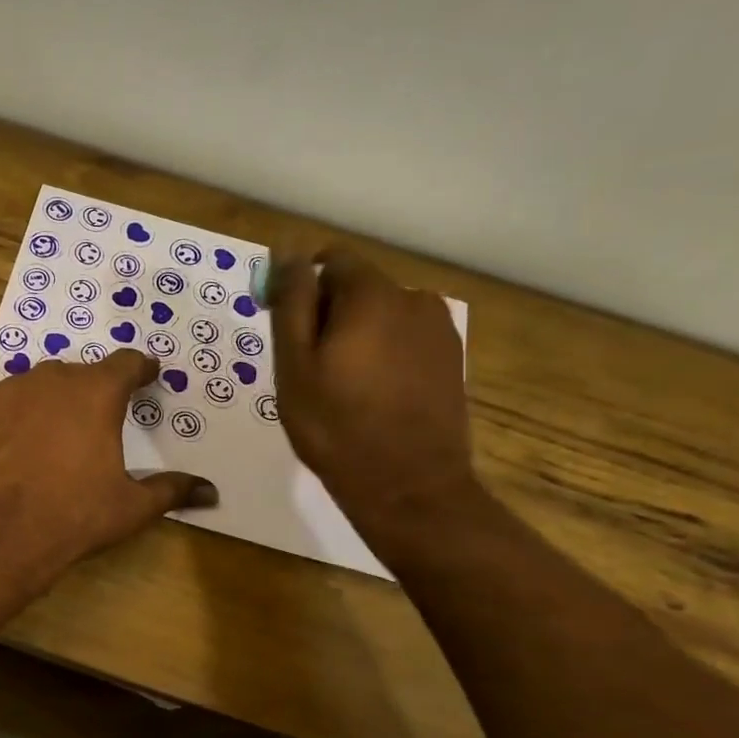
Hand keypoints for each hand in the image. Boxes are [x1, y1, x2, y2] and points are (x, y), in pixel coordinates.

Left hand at [0, 351, 215, 577]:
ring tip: (55, 432)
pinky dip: (14, 417)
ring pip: (39, 384)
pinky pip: (4, 403)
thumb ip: (171, 490)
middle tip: (98, 418)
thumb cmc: (75, 515)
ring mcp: (10, 390)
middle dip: (93, 390)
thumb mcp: (131, 506)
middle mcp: (54, 378)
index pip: (127, 363)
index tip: (148, 375)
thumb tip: (211, 492)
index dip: (140, 369)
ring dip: (52, 400)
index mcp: (98, 392)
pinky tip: (14, 445)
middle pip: (81, 373)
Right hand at [270, 248, 476, 549]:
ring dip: (357, 336)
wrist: (408, 487)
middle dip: (329, 315)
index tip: (288, 331)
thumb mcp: (295, 364)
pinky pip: (404, 340)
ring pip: (382, 315)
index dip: (302, 289)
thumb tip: (287, 251)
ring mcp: (439, 330)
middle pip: (358, 288)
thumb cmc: (336, 426)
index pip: (331, 262)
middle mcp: (414, 298)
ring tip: (342, 386)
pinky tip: (372, 395)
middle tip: (310, 369)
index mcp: (372, 294)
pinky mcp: (451, 359)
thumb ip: (292, 301)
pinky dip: (383, 355)